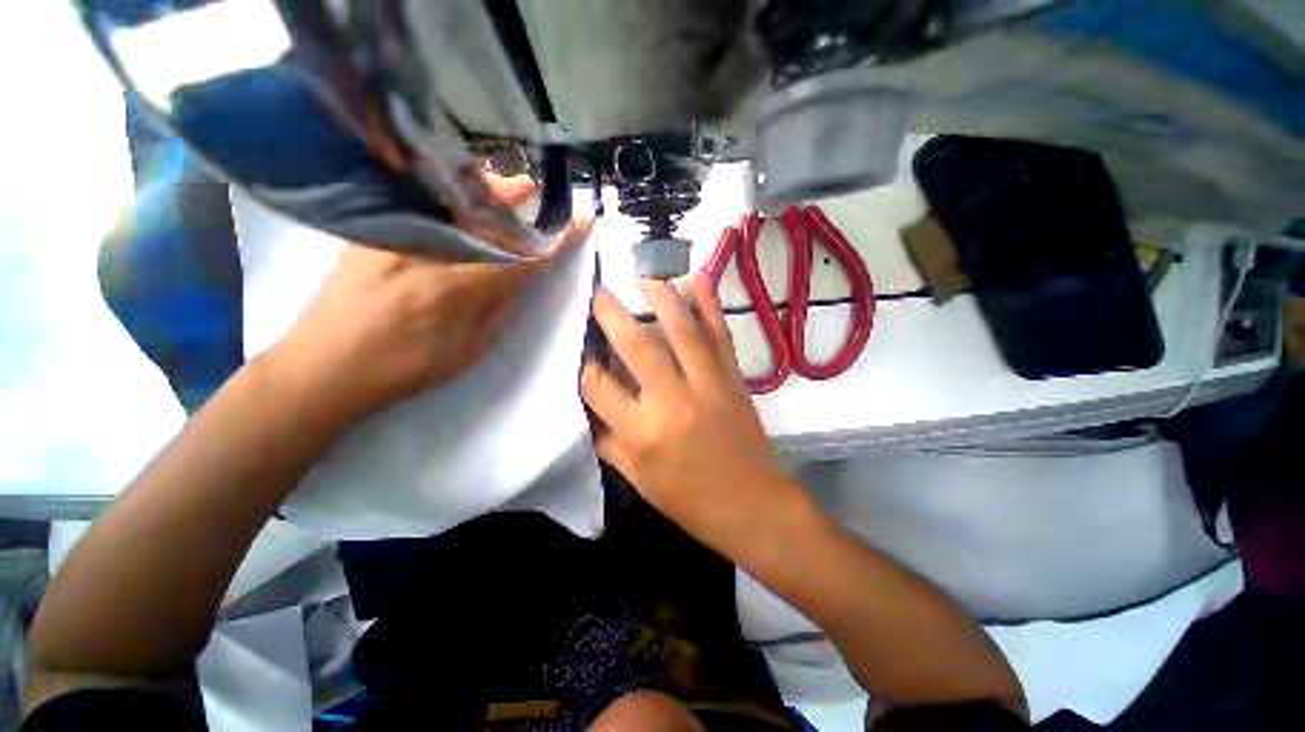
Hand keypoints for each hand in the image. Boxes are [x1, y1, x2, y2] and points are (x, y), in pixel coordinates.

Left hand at [269, 175, 590, 424]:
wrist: (323, 367)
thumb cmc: (403, 369)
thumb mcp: (466, 351)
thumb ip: (498, 310)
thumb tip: (520, 280)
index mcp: (456, 289)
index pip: (520, 256)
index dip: (554, 241)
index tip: (579, 223)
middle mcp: (426, 251)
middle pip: (482, 216)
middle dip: (512, 200)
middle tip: (533, 187)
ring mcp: (394, 236)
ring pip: (449, 201)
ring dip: (481, 190)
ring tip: (504, 183)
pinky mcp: (371, 233)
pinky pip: (418, 202)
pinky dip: (446, 193)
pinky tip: (458, 194)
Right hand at [581, 278, 800, 553]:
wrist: (751, 505)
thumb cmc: (689, 500)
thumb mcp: (637, 479)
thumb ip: (609, 441)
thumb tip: (590, 406)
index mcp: (641, 433)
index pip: (599, 387)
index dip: (586, 366)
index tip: (584, 351)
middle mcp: (671, 401)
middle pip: (637, 347)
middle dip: (612, 315)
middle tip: (600, 293)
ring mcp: (707, 384)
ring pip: (681, 331)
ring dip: (661, 298)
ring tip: (645, 276)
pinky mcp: (733, 378)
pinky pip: (719, 335)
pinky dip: (710, 305)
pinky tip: (699, 278)